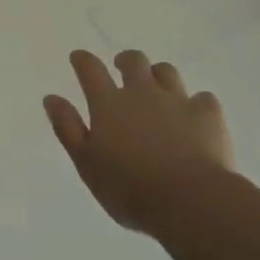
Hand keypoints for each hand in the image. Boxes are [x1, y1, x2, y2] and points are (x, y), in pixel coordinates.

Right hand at [44, 50, 234, 234]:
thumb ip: (68, 128)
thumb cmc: (129, 188)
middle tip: (122, 68)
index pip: (91, 69)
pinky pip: (203, 98)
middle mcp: (142, 92)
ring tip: (158, 87)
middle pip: (134, 61)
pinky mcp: (208, 115)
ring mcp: (177, 100)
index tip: (79, 58)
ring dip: (159, 75)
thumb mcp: (86, 163)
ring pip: (167, 72)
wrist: (190, 201)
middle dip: (126, 60)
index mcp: (109, 103)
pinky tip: (196, 115)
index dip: (83, 60)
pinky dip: (197, 103)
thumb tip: (51, 98)